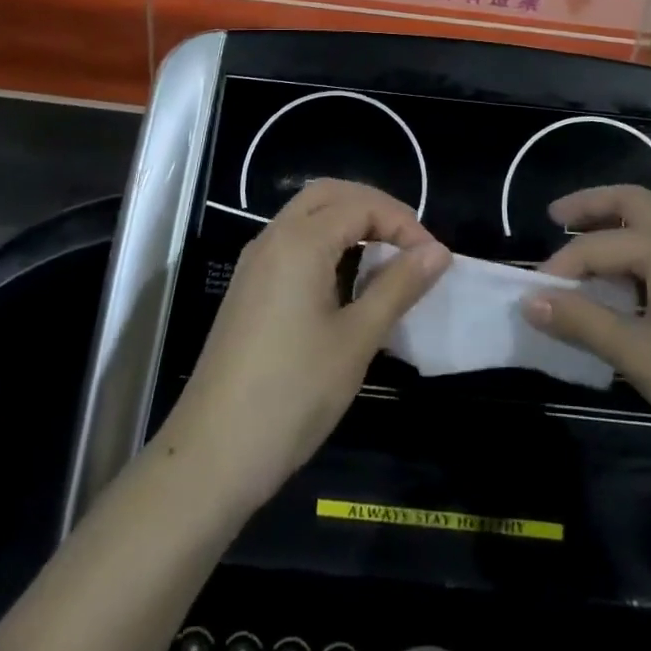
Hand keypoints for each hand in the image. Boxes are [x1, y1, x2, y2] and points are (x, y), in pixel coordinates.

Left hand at [157, 179, 450, 515]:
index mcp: (299, 242)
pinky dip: (326, 244)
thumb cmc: (293, 393)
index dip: (403, 223)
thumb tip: (438, 251)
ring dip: (349, 223)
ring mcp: (255, 263)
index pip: (361, 205)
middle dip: (374, 209)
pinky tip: (346, 282)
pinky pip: (293, 243)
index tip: (433, 259)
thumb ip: (398, 286)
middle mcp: (272, 238)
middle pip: (329, 195)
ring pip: (307, 216)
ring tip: (386, 260)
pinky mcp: (248, 288)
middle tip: (409, 244)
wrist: (212, 454)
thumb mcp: (357, 339)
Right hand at [522, 186, 650, 504]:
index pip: (595, 247)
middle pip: (632, 200)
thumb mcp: (639, 356)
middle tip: (556, 217)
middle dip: (591, 205)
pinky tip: (647, 275)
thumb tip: (529, 301)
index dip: (559, 270)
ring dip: (626, 217)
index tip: (531, 294)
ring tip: (599, 241)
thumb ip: (582, 322)